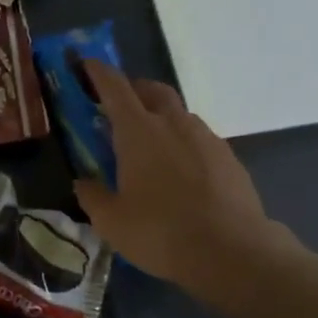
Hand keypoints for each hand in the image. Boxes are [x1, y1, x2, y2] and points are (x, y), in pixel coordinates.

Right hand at [73, 60, 298, 304]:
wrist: (233, 252)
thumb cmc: (161, 232)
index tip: (86, 64)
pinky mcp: (229, 158)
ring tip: (150, 146)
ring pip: (178, 114)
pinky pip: (199, 139)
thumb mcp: (111, 222)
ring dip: (161, 118)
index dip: (97, 72)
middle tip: (119, 107)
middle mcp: (173, 123)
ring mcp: (206, 138)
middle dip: (133, 90)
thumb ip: (92, 196)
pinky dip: (183, 143)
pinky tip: (180, 172)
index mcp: (138, 131)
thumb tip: (83, 183)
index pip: (114, 87)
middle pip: (152, 90)